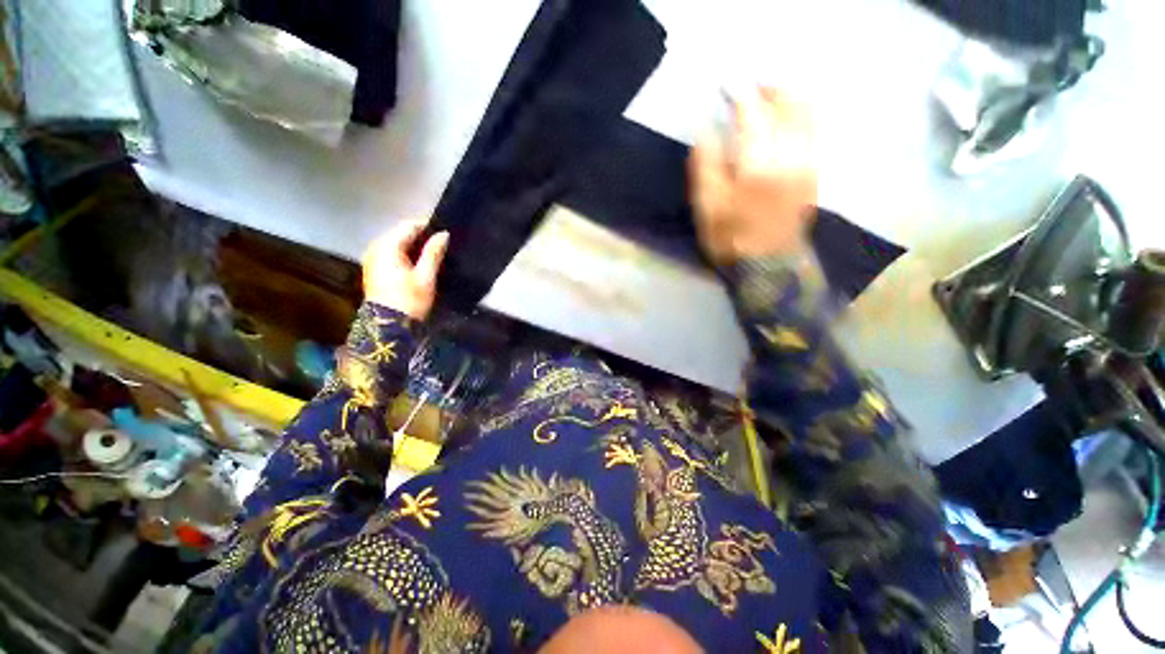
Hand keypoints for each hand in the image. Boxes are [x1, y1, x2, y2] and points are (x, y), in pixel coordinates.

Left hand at [362, 220, 448, 319]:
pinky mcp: (373, 269)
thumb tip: (443, 234)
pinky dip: (404, 254)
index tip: (445, 233)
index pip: (409, 226)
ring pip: (396, 243)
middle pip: (400, 233)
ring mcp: (372, 258)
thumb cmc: (409, 300)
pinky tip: (418, 264)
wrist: (388, 326)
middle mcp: (375, 247)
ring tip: (433, 254)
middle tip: (441, 245)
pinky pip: (390, 253)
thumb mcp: (426, 277)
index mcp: (387, 246)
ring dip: (413, 246)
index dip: (427, 226)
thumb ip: (433, 253)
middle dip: (420, 236)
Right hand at [689, 88, 817, 264]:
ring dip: (789, 100)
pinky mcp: (814, 174)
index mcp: (758, 164)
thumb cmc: (731, 239)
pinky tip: (787, 123)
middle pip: (789, 105)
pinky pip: (814, 133)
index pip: (752, 114)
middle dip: (770, 90)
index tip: (727, 87)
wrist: (769, 266)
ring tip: (769, 100)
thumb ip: (705, 167)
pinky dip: (802, 118)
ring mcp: (808, 163)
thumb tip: (704, 132)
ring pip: (807, 115)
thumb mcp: (706, 208)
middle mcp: (790, 155)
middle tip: (751, 89)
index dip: (739, 96)